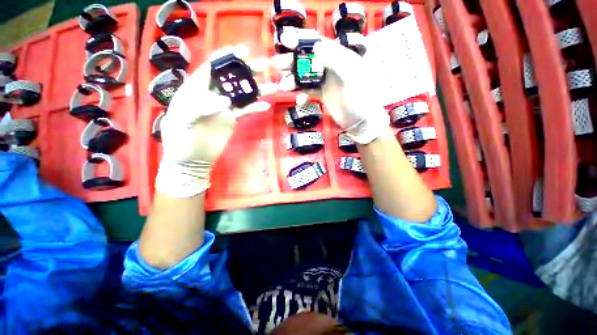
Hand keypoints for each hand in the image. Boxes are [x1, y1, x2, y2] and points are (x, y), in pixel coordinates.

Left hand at [155, 45, 270, 197]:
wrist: (192, 160)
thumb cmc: (179, 141)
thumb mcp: (181, 122)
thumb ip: (199, 108)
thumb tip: (224, 101)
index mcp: (196, 89)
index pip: (212, 68)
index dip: (226, 58)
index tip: (242, 51)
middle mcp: (212, 95)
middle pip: (231, 78)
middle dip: (247, 70)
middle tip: (264, 64)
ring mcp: (224, 108)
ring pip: (242, 94)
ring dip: (257, 89)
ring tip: (272, 84)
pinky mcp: (232, 120)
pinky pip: (246, 111)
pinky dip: (255, 107)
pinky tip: (266, 105)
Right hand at [274, 27, 391, 143]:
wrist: (360, 122)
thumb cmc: (359, 99)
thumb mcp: (351, 78)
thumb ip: (336, 61)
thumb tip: (316, 46)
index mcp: (341, 56)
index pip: (319, 42)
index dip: (302, 40)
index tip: (285, 40)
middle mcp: (332, 66)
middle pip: (309, 59)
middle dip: (293, 61)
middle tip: (278, 65)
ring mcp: (327, 81)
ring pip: (306, 76)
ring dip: (294, 80)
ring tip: (284, 86)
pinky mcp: (323, 94)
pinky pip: (309, 91)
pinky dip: (303, 94)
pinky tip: (299, 100)